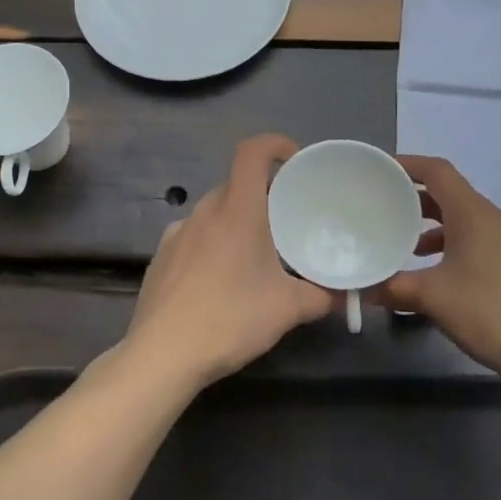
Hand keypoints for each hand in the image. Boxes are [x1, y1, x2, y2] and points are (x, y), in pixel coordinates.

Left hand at [123, 134, 332, 390]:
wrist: (162, 355)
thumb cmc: (230, 320)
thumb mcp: (287, 309)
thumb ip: (320, 296)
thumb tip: (340, 295)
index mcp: (237, 211)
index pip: (251, 152)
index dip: (275, 144)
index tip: (296, 161)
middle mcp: (203, 213)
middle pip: (236, 185)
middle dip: (263, 195)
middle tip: (287, 222)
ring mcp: (176, 234)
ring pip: (214, 213)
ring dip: (236, 222)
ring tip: (255, 256)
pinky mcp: (160, 258)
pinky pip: (193, 237)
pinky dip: (212, 245)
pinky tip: (219, 281)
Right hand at [374, 155, 500, 376]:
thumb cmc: (488, 311)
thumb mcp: (432, 298)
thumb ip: (393, 288)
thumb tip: (363, 289)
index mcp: (474, 214)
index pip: (438, 172)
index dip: (409, 165)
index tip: (383, 170)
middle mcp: (498, 219)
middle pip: (452, 197)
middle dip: (418, 203)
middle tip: (388, 213)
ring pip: (469, 223)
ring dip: (439, 231)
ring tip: (412, 252)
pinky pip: (485, 243)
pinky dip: (459, 248)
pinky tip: (446, 277)